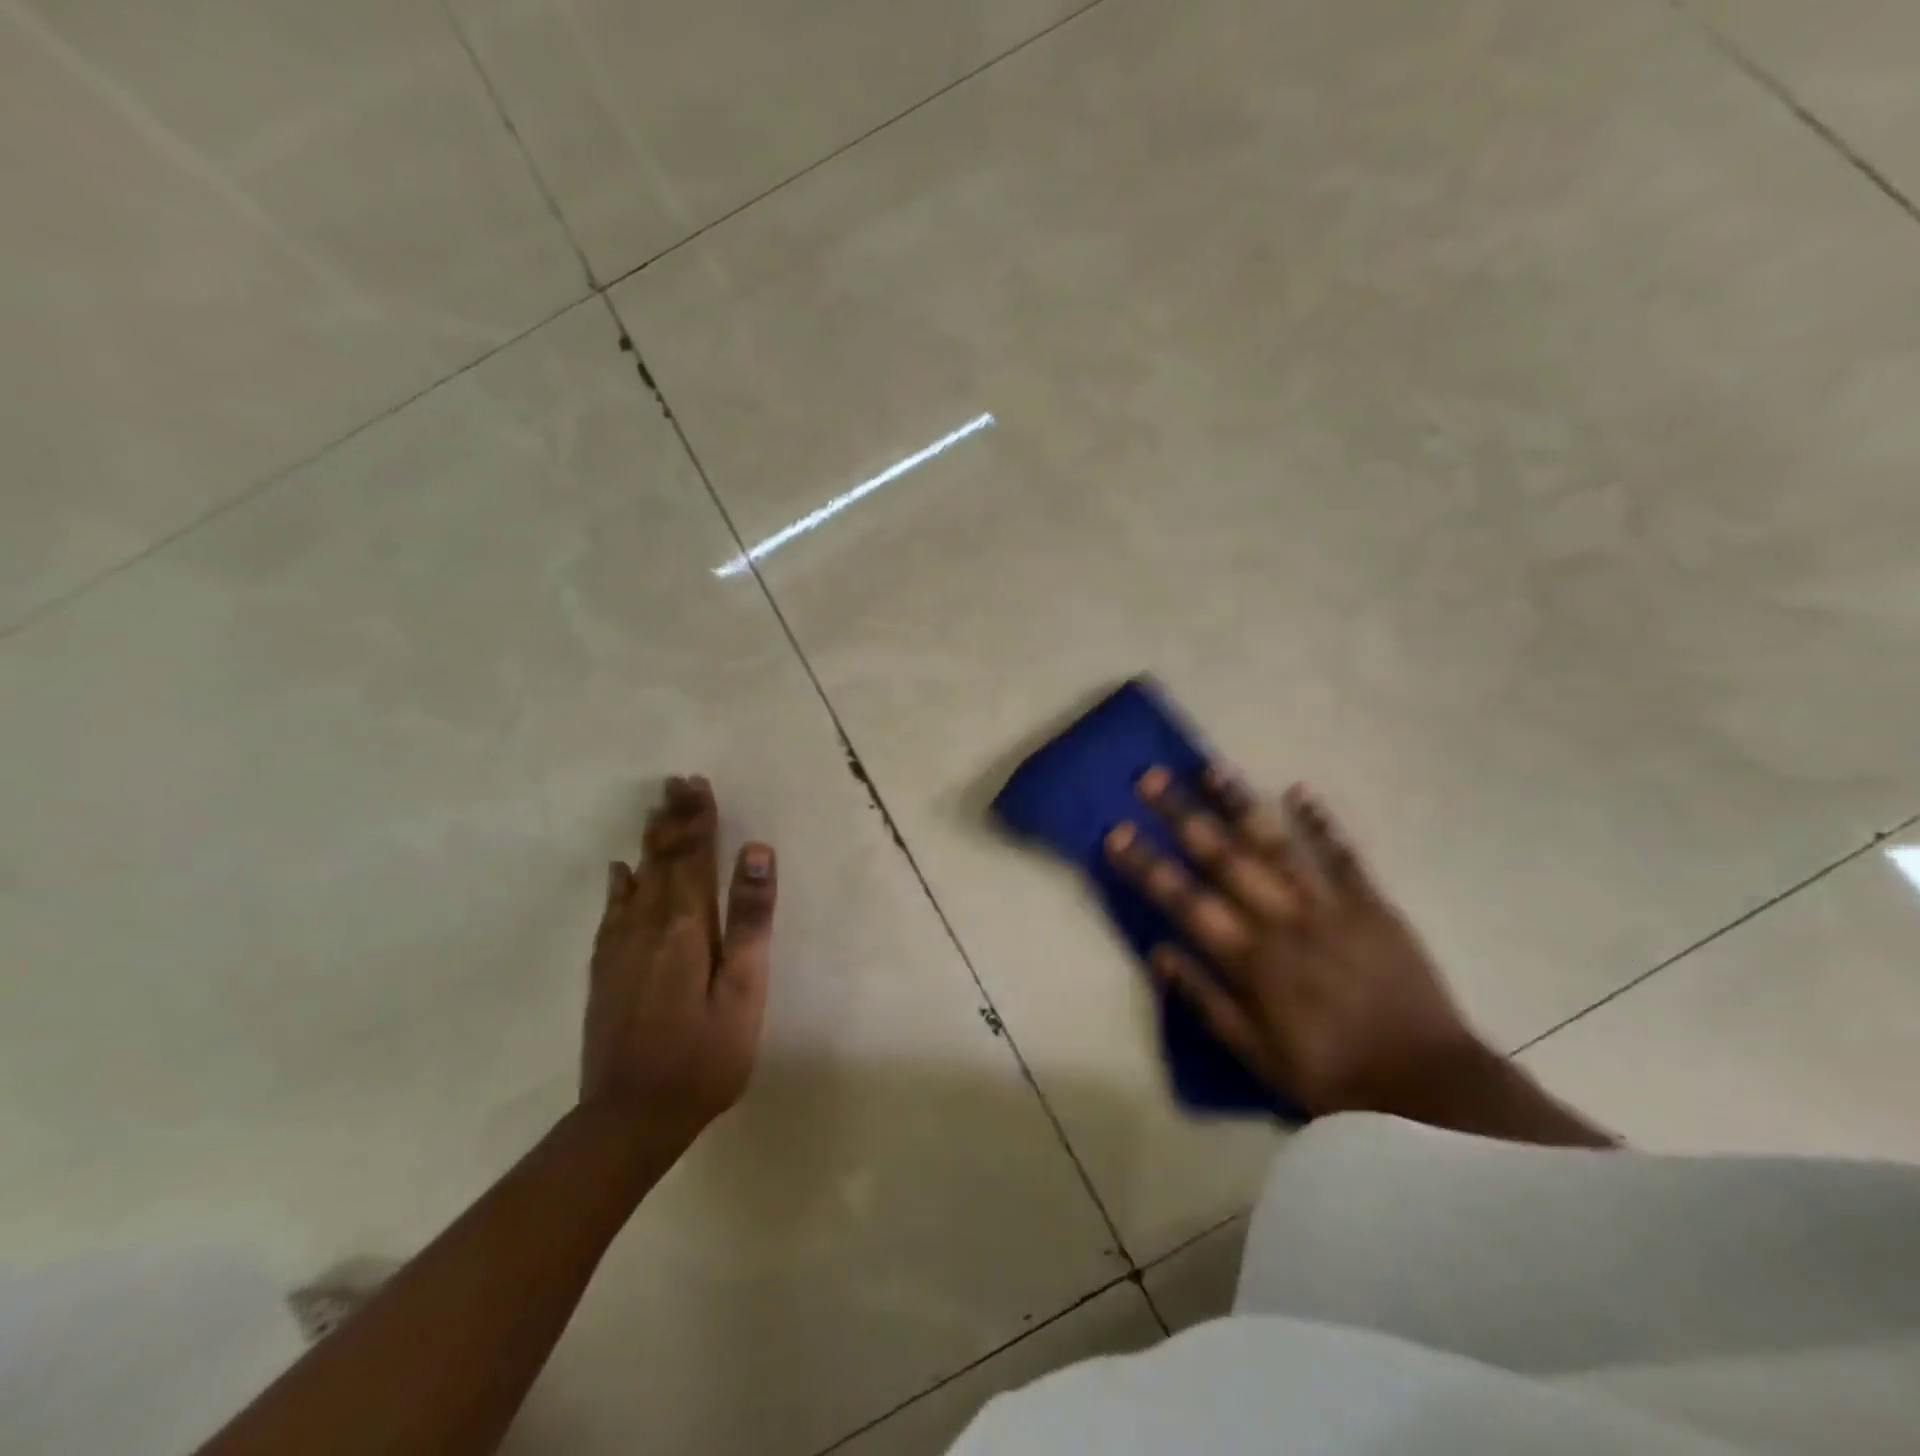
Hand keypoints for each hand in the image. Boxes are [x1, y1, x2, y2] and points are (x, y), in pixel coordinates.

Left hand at [582, 776, 776, 1150]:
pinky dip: (619, 884)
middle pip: (662, 859)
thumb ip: (750, 919)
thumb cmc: (704, 1056)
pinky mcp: (606, 971)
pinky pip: (612, 912)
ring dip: (650, 841)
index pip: (693, 857)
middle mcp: (648, 926)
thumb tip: (756, 852)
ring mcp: (620, 948)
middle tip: (676, 782)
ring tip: (657, 810)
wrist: (629, 1118)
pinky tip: (620, 871)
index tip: (697, 783)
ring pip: (637, 879)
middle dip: (673, 819)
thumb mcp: (744, 990)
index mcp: (687, 927)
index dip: (698, 819)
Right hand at [1106, 766, 1482, 1118]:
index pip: (1184, 901)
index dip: (1147, 865)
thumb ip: (1205, 1000)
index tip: (1117, 832)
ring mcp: (1329, 907)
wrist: (1426, 1086)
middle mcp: (1282, 921)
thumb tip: (1158, 954)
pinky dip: (1320, 823)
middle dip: (1182, 815)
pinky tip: (1299, 790)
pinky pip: (1343, 856)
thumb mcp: (1256, 1053)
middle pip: (1223, 858)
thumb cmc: (1330, 1075)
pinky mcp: (1373, 906)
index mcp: (1250, 959)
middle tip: (1152, 778)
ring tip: (1212, 769)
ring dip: (1240, 804)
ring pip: (1276, 845)